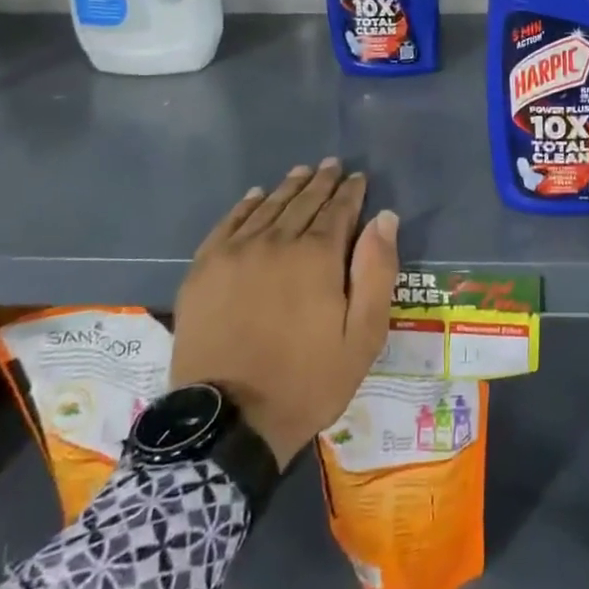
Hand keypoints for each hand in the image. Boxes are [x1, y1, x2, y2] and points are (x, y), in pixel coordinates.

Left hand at [170, 159, 399, 466]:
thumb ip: (377, 272)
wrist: (229, 423)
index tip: (358, 178)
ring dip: (288, 187)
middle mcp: (276, 242)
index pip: (339, 210)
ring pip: (268, 207)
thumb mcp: (363, 336)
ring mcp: (235, 253)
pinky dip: (245, 205)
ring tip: (302, 172)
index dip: (351, 192)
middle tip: (332, 165)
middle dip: (322, 182)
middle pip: (303, 202)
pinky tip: (255, 195)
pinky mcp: (203, 270)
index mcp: (317, 256)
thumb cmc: (307, 381)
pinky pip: (228, 224)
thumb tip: (384, 218)